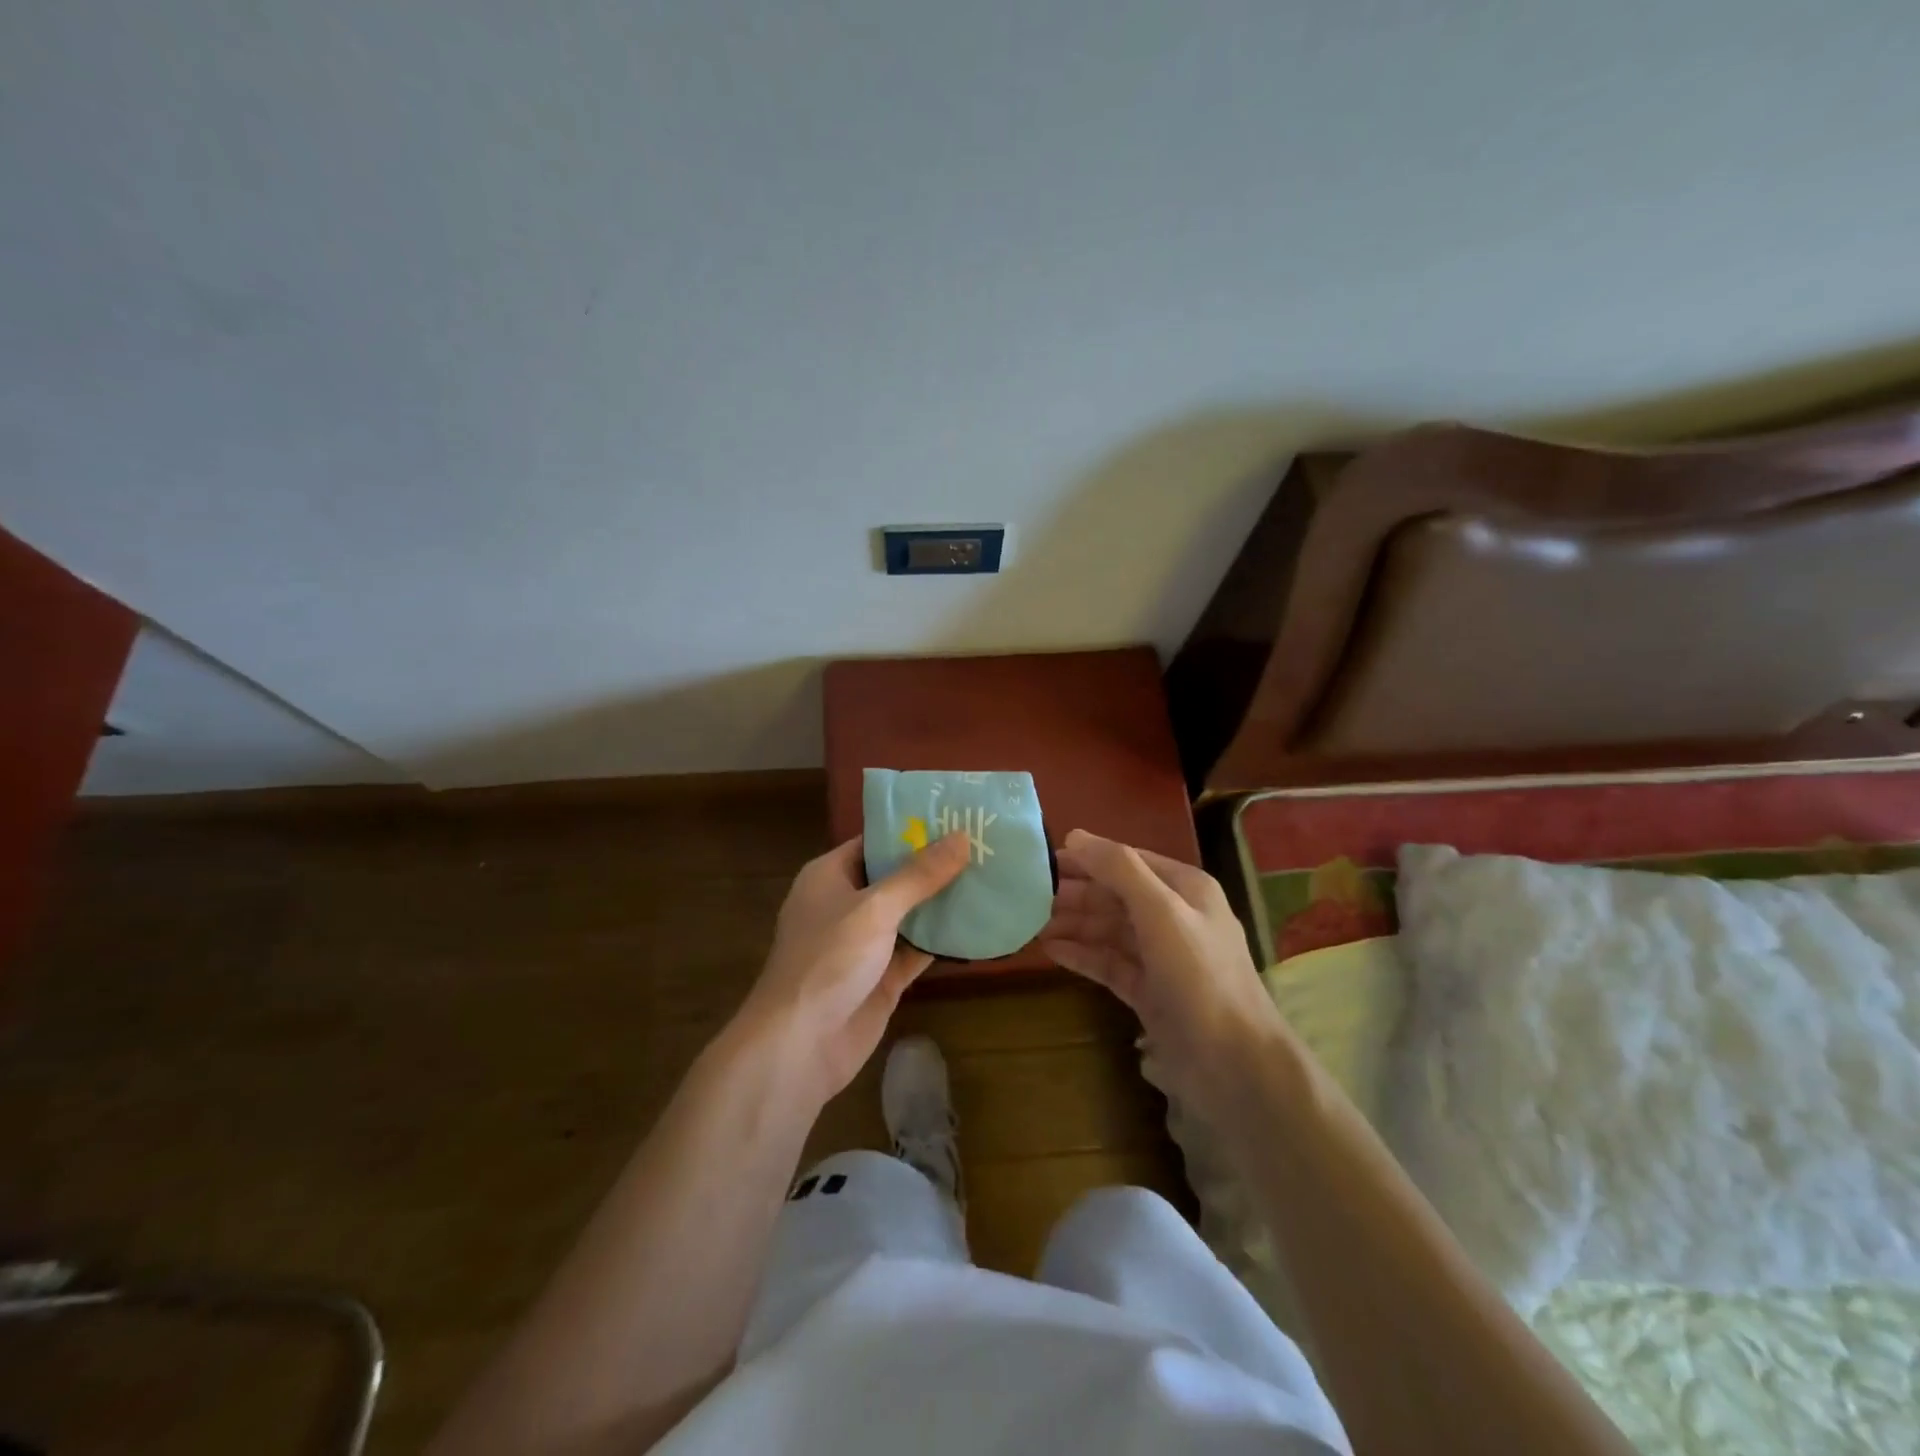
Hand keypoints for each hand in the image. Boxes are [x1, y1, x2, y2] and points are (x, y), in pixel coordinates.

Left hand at [738, 832, 970, 1104]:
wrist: (800, 1045)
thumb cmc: (828, 960)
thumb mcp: (874, 908)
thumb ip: (919, 875)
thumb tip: (961, 837)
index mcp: (830, 876)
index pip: (874, 841)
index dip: (912, 829)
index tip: (955, 815)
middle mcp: (846, 904)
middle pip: (896, 876)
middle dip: (935, 864)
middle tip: (985, 844)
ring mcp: (865, 943)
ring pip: (910, 914)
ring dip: (943, 901)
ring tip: (991, 876)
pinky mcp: (882, 977)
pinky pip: (917, 950)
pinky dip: (943, 940)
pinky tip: (980, 924)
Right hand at [1041, 830, 1285, 1119]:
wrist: (1233, 1064)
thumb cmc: (1199, 976)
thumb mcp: (1161, 911)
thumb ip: (1119, 869)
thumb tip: (1075, 835)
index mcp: (1184, 889)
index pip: (1126, 861)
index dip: (1086, 858)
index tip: (1041, 860)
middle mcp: (1173, 917)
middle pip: (1114, 895)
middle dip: (1074, 893)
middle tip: (1026, 895)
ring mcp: (1160, 957)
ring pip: (1108, 929)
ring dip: (1072, 923)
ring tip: (1028, 923)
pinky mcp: (1149, 991)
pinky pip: (1108, 962)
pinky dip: (1081, 954)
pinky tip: (1049, 951)